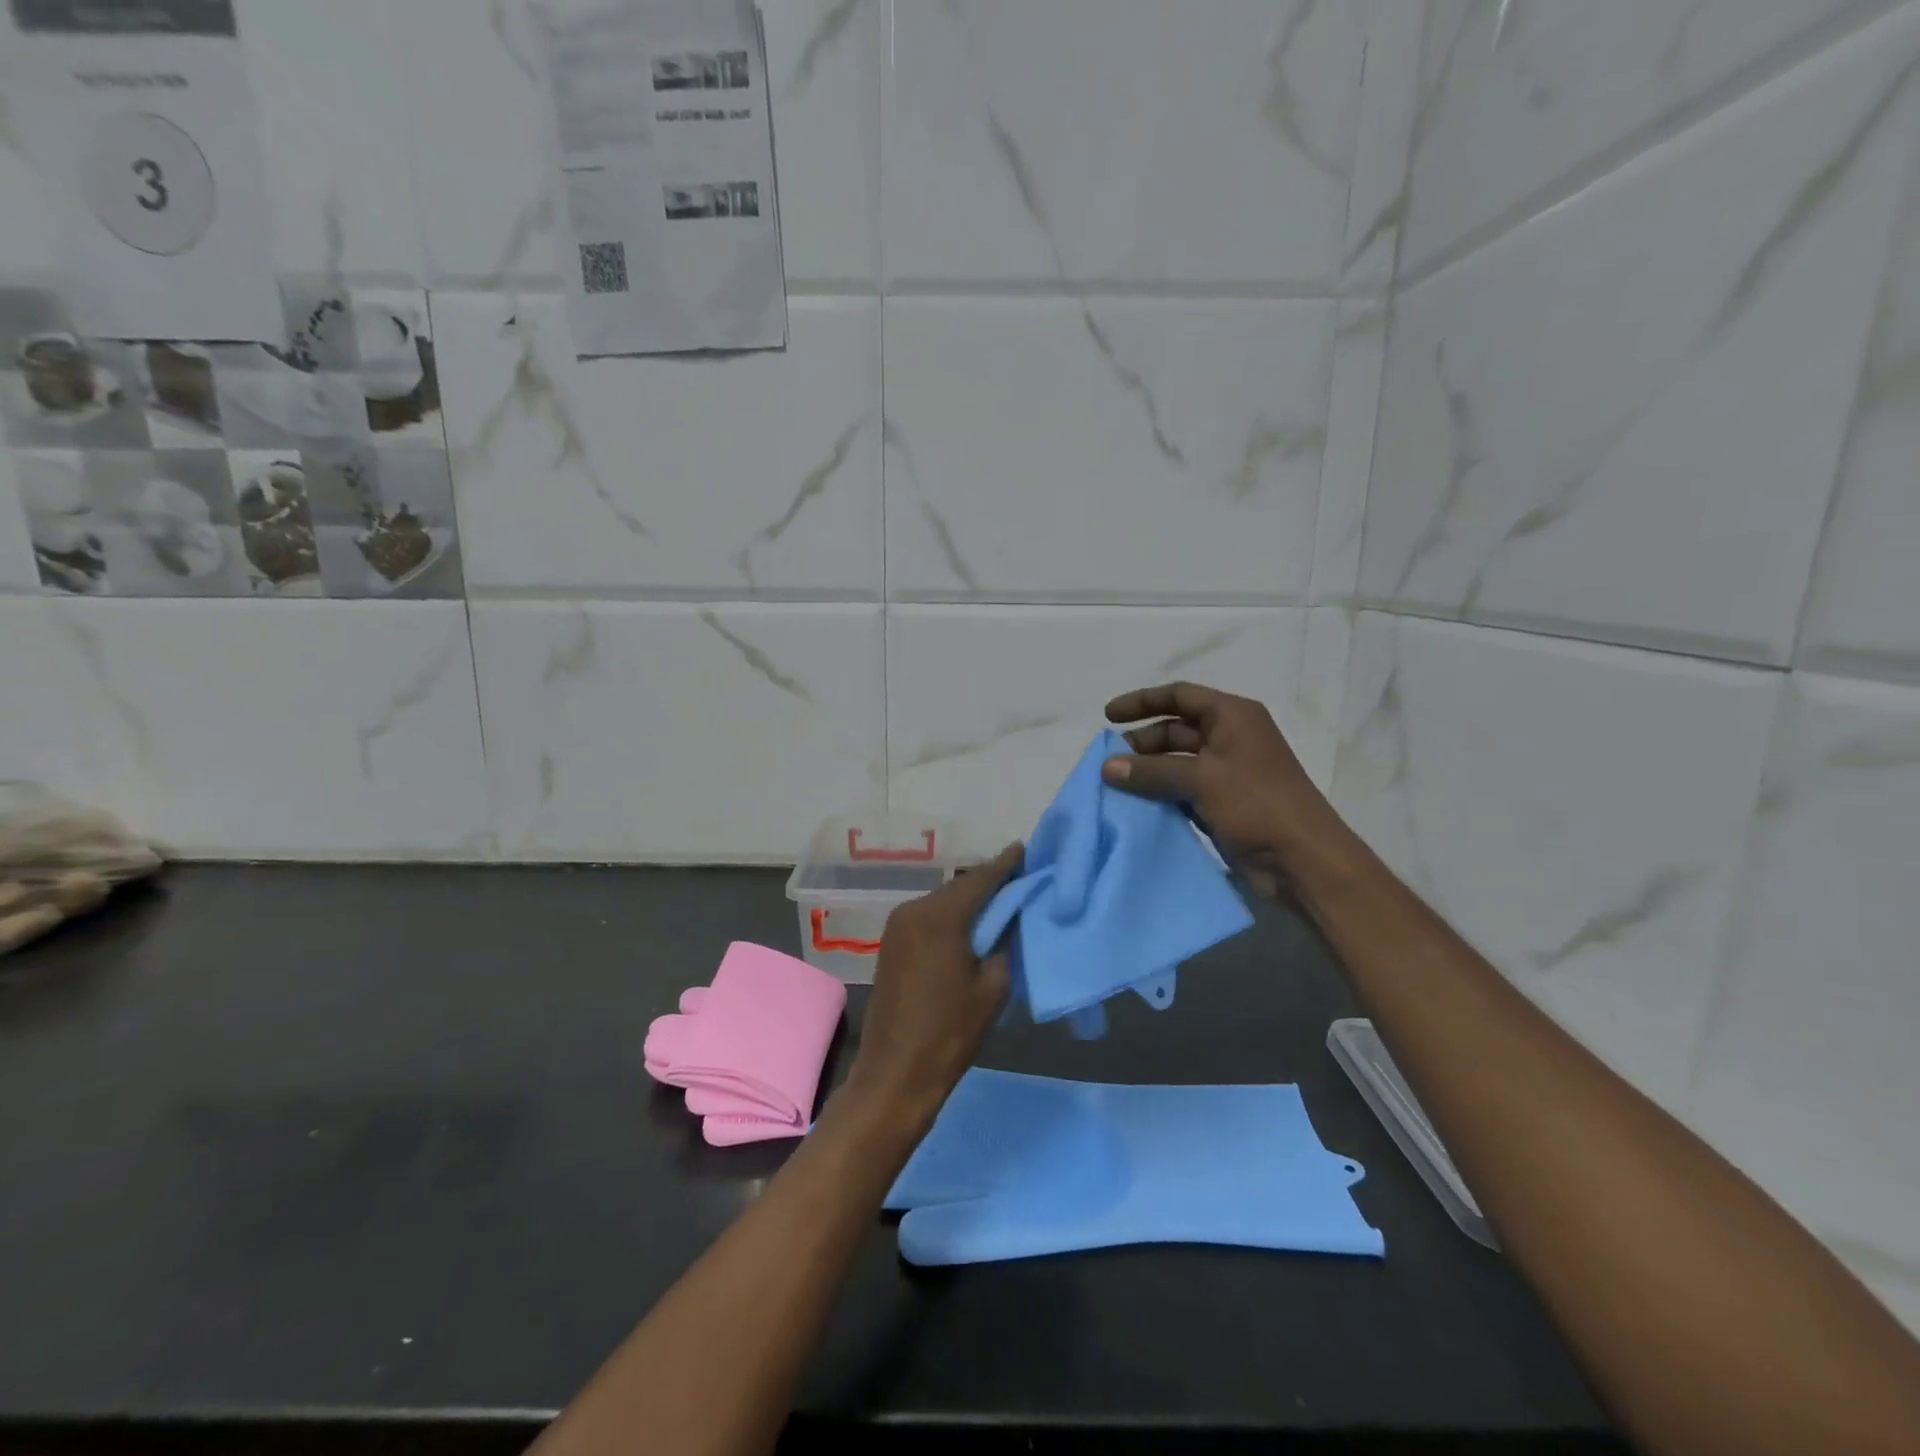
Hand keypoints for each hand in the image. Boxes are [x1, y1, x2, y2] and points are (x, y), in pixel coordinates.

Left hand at [843, 842, 1023, 1131]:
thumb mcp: (993, 987)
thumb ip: (1004, 943)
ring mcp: (897, 925)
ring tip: (999, 900)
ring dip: (969, 900)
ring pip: (942, 901)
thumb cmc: (950, 1033)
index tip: (1024, 850)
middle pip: (958, 887)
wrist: (895, 1073)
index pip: (979, 879)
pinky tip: (970, 923)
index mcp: (939, 917)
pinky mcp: (891, 942)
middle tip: (1019, 878)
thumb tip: (1010, 918)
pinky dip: (951, 915)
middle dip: (988, 883)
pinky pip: (928, 917)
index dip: (1005, 864)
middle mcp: (913, 910)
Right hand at [1103, 682, 1346, 898]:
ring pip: (1176, 762)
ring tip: (1114, 784)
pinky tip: (1135, 806)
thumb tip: (1106, 767)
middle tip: (1108, 761)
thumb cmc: (1257, 804)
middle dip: (1141, 742)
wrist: (1302, 860)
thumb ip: (1151, 770)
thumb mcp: (1202, 778)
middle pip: (1175, 729)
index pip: (1180, 696)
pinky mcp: (1222, 803)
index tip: (1107, 717)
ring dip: (1147, 770)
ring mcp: (1226, 773)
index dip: (1142, 702)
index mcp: (1233, 716)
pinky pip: (1182, 790)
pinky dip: (1159, 794)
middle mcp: (1230, 738)